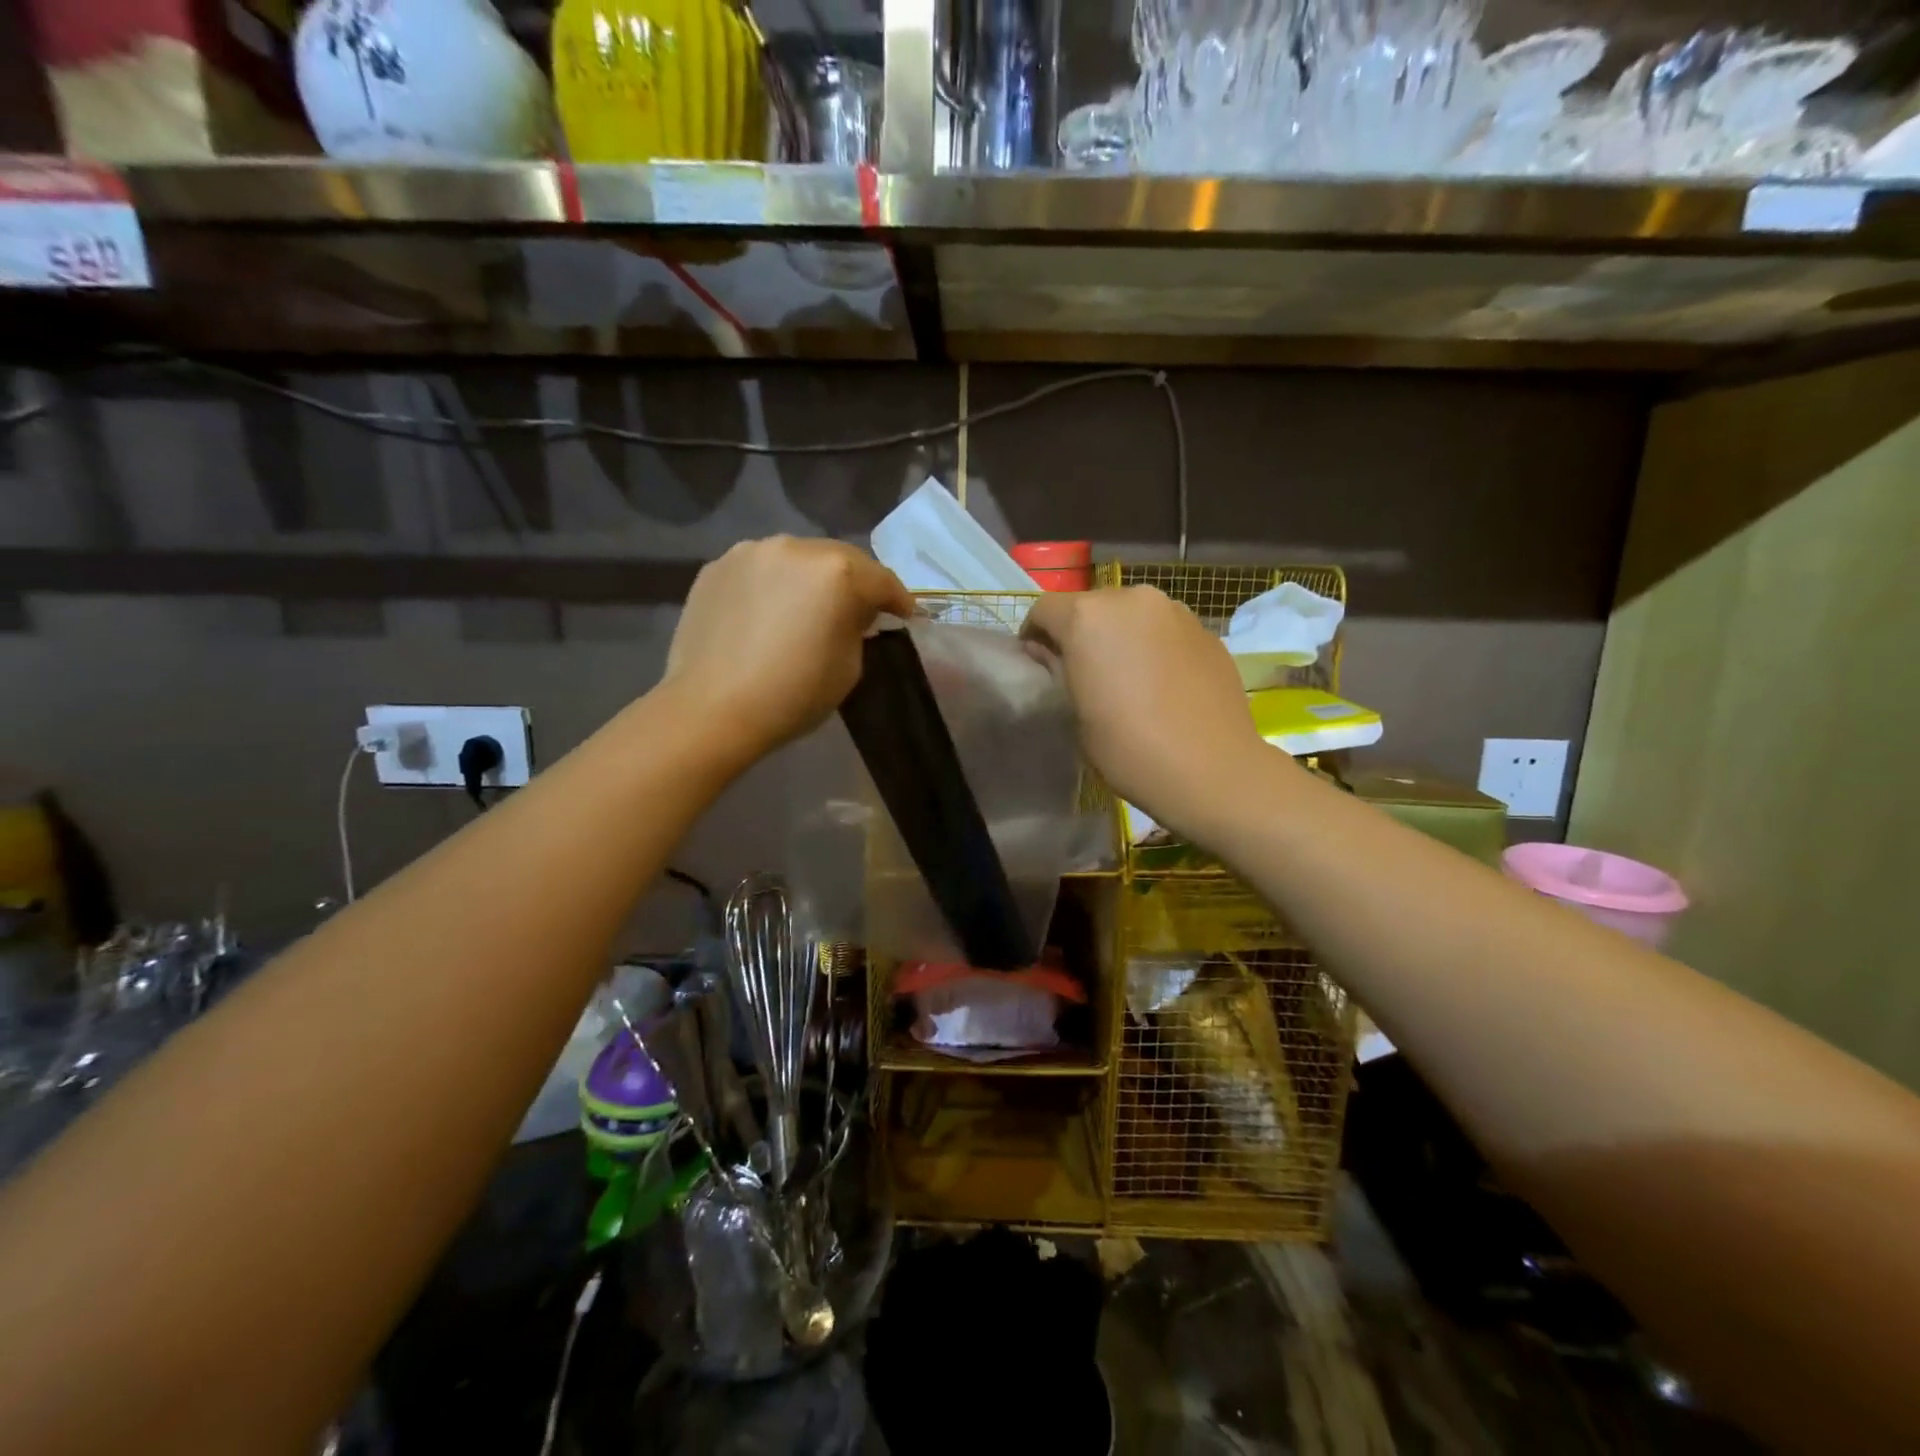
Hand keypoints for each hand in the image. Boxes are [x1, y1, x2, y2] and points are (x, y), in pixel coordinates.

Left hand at [662, 536, 913, 763]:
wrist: (712, 709)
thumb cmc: (793, 694)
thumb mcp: (849, 666)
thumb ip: (857, 627)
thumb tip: (853, 613)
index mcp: (837, 572)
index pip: (882, 580)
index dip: (899, 600)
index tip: (905, 616)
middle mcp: (795, 548)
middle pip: (839, 559)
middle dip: (854, 583)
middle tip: (859, 611)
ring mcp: (750, 552)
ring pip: (796, 560)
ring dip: (810, 580)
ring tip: (808, 608)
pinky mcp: (716, 567)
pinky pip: (759, 571)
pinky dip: (772, 586)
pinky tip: (767, 613)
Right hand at [1022, 586, 1280, 832]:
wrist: (1211, 769)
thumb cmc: (1128, 747)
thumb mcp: (1076, 713)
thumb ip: (1058, 669)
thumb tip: (1047, 650)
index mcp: (1089, 617)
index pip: (1044, 610)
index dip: (1034, 635)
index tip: (1039, 663)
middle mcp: (1131, 599)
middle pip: (1091, 606)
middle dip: (1081, 632)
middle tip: (1084, 672)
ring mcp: (1175, 611)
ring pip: (1132, 614)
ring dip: (1120, 636)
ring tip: (1126, 676)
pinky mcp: (1206, 630)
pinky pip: (1165, 629)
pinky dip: (1154, 645)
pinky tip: (1161, 683)